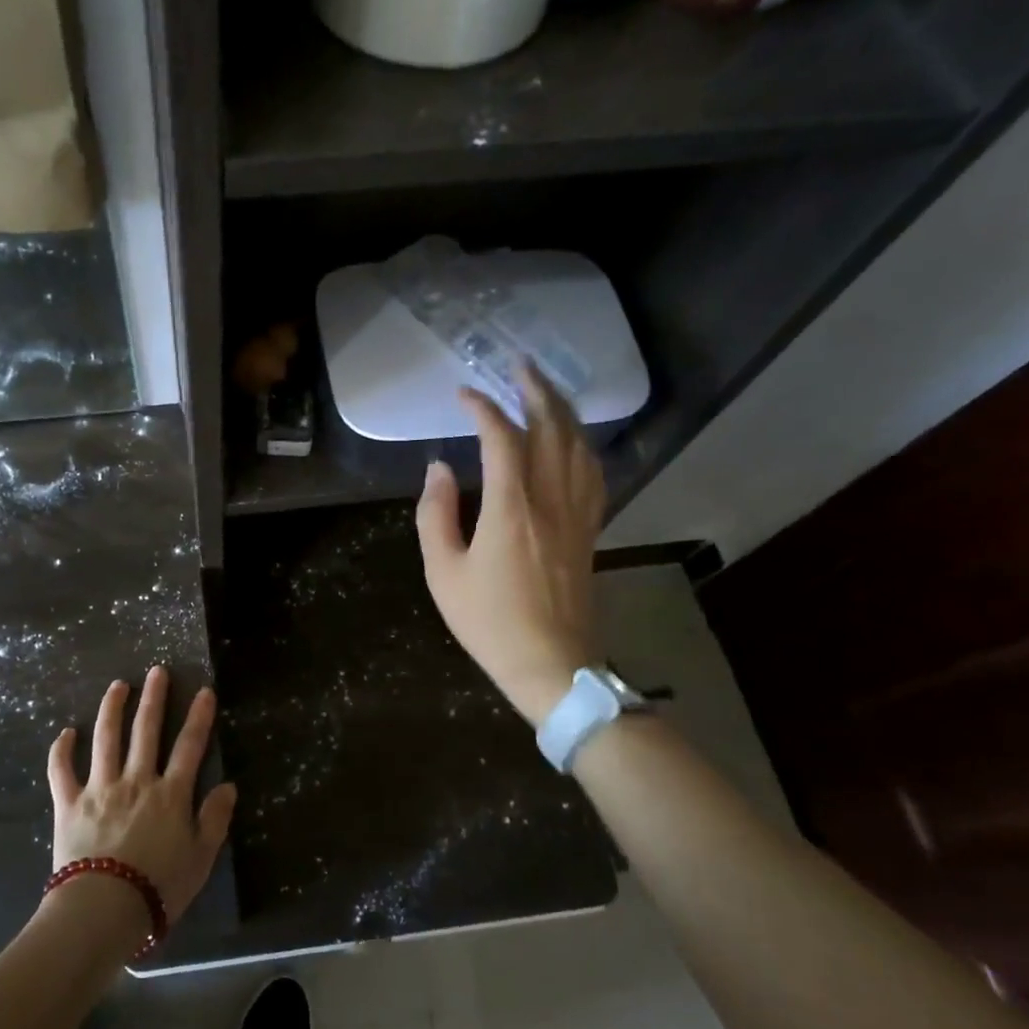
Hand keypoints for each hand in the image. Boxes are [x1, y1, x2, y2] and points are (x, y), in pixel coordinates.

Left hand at [46, 667, 236, 926]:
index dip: (199, 717)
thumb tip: (228, 786)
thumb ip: (215, 819)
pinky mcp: (69, 804)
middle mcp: (136, 780)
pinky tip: (65, 733)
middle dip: (154, 698)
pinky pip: (61, 771)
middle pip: (146, 731)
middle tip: (157, 672)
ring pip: (105, 738)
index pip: (189, 746)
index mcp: (170, 794)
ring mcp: (99, 788)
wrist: (103, 909)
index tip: (204, 691)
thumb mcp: (201, 858)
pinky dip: (61, 750)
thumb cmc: (159, 887)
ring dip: (111, 709)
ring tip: (117, 685)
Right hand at [416, 364, 604, 726]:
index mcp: (511, 507)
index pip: (502, 438)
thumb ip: (436, 514)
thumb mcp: (443, 572)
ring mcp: (577, 513)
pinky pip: (593, 473)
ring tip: (546, 389)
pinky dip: (582, 445)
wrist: (551, 663)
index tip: (464, 394)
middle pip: (552, 429)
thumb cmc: (489, 621)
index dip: (483, 408)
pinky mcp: (590, 529)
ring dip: (564, 410)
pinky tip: (574, 440)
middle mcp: (551, 499)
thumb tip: (438, 468)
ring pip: (579, 445)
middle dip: (536, 391)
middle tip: (519, 365)